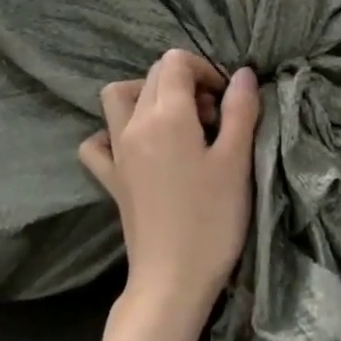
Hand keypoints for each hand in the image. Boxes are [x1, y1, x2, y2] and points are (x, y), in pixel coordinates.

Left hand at [79, 50, 260, 328]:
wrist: (173, 278)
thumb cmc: (213, 219)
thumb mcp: (236, 161)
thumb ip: (241, 111)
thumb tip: (242, 74)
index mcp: (166, 116)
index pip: (175, 62)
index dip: (206, 70)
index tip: (227, 101)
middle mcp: (133, 125)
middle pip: (151, 76)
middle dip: (185, 82)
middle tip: (214, 118)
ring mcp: (116, 152)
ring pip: (118, 98)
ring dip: (146, 96)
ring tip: (177, 122)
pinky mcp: (110, 179)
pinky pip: (98, 142)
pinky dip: (112, 133)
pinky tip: (137, 147)